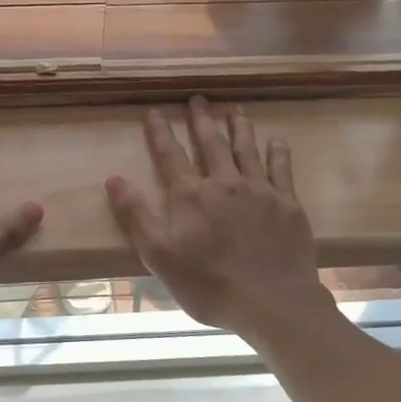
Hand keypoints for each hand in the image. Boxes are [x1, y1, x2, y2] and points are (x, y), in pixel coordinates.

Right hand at [106, 98, 332, 339]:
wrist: (271, 303)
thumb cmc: (208, 284)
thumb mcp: (159, 255)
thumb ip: (136, 215)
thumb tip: (113, 178)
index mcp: (190, 195)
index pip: (170, 154)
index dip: (160, 132)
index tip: (154, 112)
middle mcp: (223, 182)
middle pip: (210, 142)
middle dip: (201, 119)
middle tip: (198, 98)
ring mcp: (258, 190)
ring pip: (246, 148)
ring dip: (239, 126)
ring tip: (235, 108)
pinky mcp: (287, 203)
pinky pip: (281, 168)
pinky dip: (278, 151)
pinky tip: (277, 140)